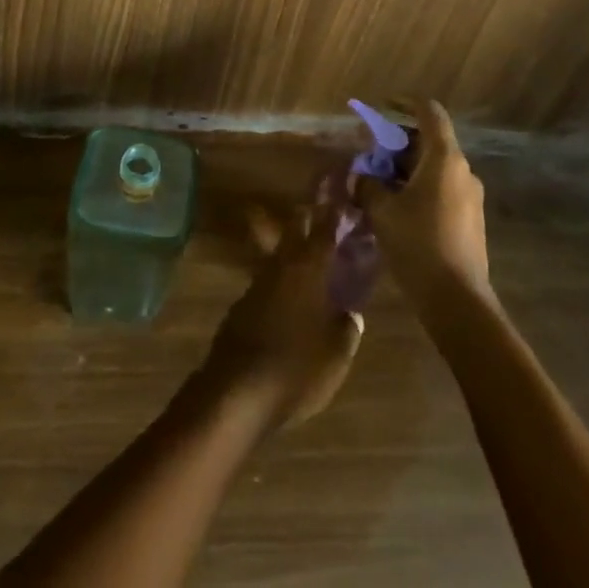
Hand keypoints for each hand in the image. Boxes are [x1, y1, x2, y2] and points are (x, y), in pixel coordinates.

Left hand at [197, 192, 362, 431]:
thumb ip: (347, 328)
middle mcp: (282, 266)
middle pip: (295, 229)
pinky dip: (280, 279)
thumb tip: (350, 313)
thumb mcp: (336, 354)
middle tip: (321, 210)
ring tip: (308, 254)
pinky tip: (287, 296)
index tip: (342, 198)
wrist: (238, 390)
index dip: (334, 214)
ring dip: (292, 248)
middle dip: (308, 217)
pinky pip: (267, 280)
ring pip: (278, 253)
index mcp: (309, 270)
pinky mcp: (242, 304)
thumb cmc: (297, 367)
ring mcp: (258, 282)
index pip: (325, 231)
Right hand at [354, 100, 491, 308]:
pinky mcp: (470, 220)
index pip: (429, 112)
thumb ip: (368, 185)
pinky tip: (397, 211)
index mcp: (444, 158)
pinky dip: (418, 189)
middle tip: (370, 158)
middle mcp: (462, 170)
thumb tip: (361, 177)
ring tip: (378, 186)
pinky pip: (441, 190)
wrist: (457, 301)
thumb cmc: (418, 244)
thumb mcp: (382, 211)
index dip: (406, 103)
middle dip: (397, 144)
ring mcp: (470, 197)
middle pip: (429, 141)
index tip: (383, 106)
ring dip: (406, 170)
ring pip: (434, 168)